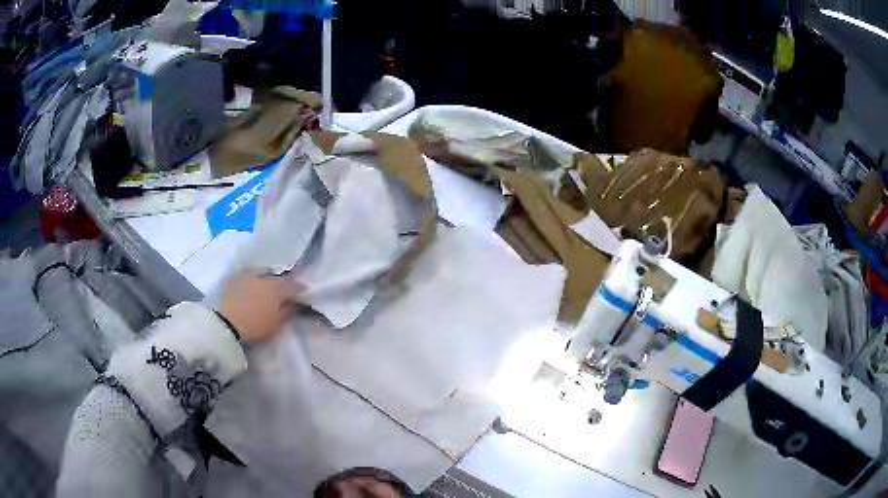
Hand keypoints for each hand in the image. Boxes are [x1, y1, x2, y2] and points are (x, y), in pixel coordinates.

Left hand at [216, 272, 302, 343]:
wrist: (225, 323)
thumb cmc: (255, 326)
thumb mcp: (276, 325)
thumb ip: (287, 313)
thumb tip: (294, 305)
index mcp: (277, 287)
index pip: (293, 285)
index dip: (300, 289)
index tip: (304, 292)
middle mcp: (264, 276)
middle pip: (277, 278)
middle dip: (281, 284)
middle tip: (284, 292)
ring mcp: (247, 275)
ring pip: (261, 274)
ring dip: (265, 280)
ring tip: (266, 289)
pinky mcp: (233, 278)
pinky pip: (247, 277)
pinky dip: (251, 282)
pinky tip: (251, 289)